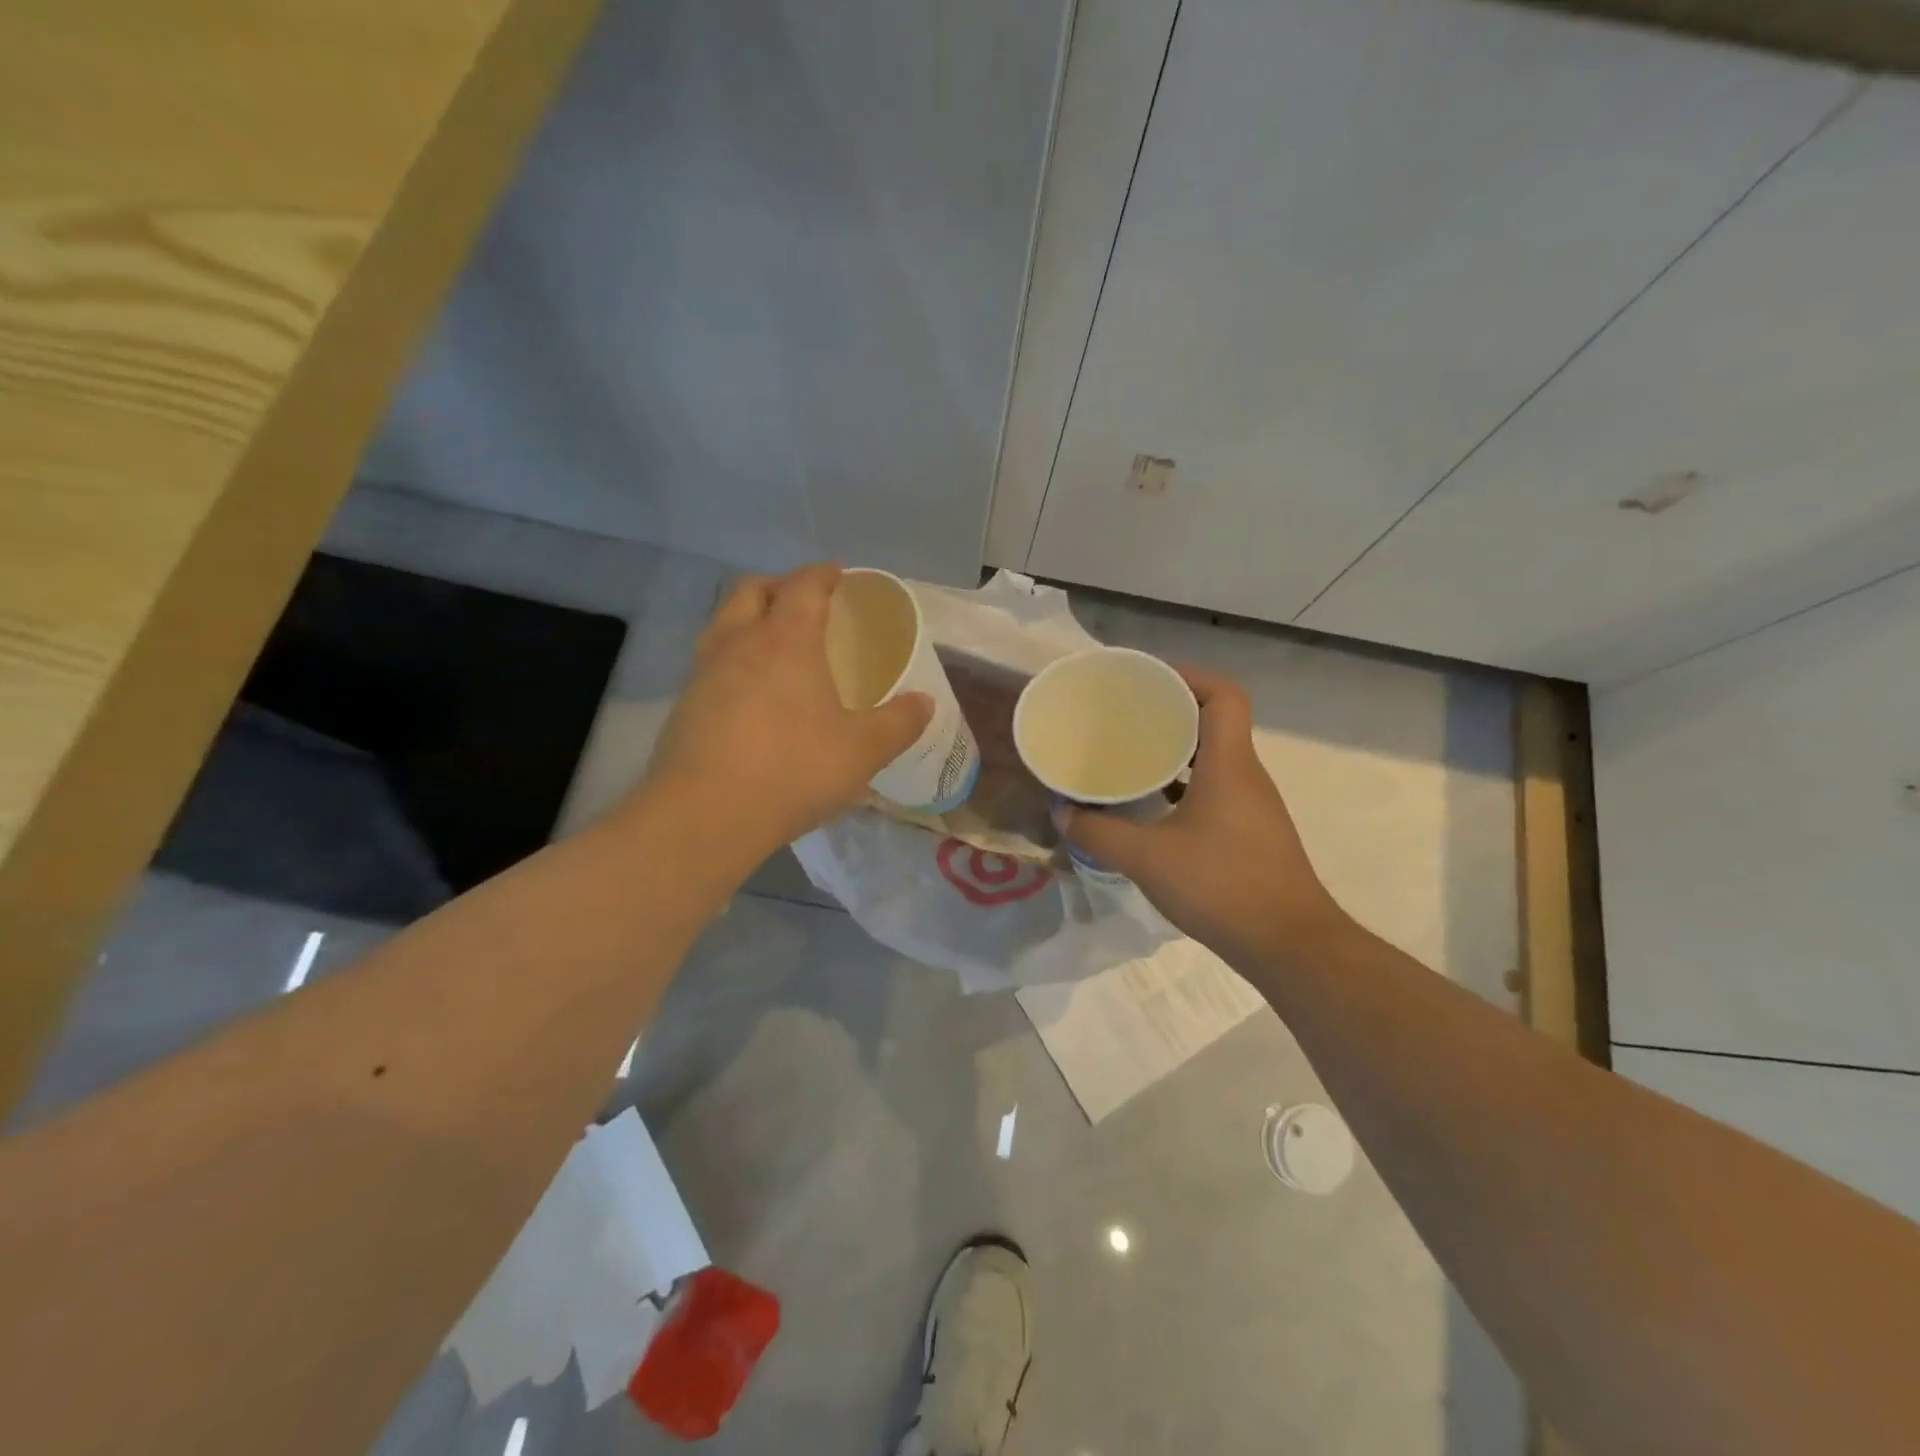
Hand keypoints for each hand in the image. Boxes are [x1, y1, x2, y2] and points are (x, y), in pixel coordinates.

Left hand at [644, 563, 932, 854]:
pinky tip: (748, 692)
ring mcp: (704, 672)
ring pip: (722, 623)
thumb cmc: (793, 769)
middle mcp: (739, 643)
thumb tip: (924, 703)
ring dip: (747, 618)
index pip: (804, 586)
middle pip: (751, 590)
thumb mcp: (863, 751)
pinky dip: (731, 658)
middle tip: (803, 602)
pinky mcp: (683, 705)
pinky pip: (709, 662)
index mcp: (786, 640)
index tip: (838, 573)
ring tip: (772, 642)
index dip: (823, 575)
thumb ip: (899, 723)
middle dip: (778, 585)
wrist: (705, 814)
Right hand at [1058, 666, 1346, 964]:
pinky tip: (1153, 805)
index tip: (1147, 681)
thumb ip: (1098, 833)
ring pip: (1214, 757)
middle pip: (1214, 721)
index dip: (1188, 677)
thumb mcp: (1146, 859)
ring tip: (1131, 754)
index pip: (1223, 695)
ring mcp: (1252, 805)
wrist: (1289, 946)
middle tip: (1126, 715)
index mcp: (1229, 764)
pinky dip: (1185, 784)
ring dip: (1176, 749)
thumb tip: (1061, 812)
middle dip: (1171, 711)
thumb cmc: (1221, 886)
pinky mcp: (1251, 832)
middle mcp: (1246, 775)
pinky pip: (1215, 788)